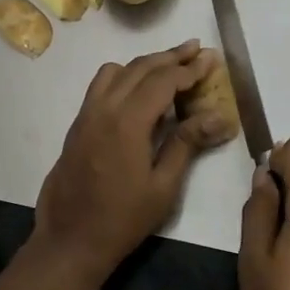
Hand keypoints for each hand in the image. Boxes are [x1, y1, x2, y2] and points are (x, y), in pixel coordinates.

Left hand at [34, 40, 227, 279]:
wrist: (70, 240)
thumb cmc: (123, 219)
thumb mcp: (163, 186)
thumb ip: (187, 143)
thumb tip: (219, 116)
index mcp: (127, 121)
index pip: (163, 80)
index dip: (189, 68)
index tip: (210, 59)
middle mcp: (104, 108)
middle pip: (140, 67)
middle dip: (170, 56)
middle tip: (196, 49)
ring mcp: (86, 114)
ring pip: (116, 71)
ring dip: (145, 63)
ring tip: (170, 67)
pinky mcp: (78, 125)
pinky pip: (101, 86)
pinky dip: (124, 76)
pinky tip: (139, 91)